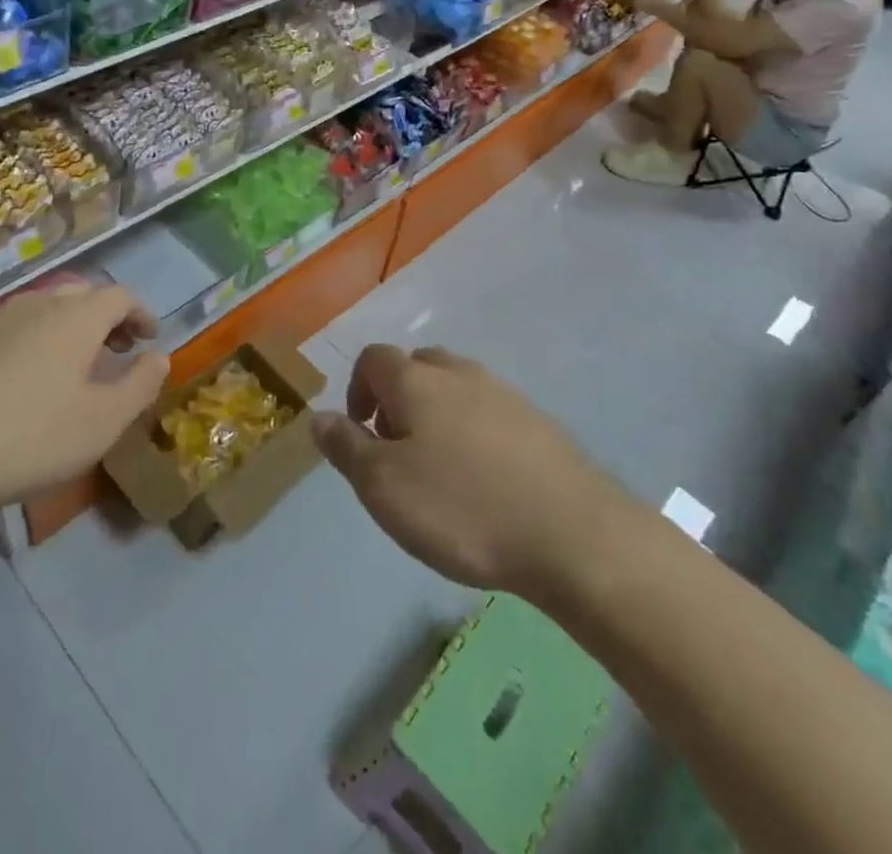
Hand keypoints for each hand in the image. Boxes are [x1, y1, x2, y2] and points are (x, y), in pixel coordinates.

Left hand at [0, 284, 167, 529]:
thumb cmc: (29, 437)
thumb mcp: (102, 423)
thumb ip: (140, 385)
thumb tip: (157, 358)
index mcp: (75, 317)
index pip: (119, 296)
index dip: (141, 313)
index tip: (150, 338)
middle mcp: (37, 305)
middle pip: (82, 296)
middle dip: (108, 318)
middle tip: (118, 350)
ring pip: (47, 310)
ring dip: (73, 329)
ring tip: (78, 367)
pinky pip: (17, 329)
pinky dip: (40, 341)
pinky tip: (31, 382)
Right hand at [313, 346, 607, 595]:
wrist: (573, 534)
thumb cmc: (462, 508)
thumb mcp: (384, 487)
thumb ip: (346, 448)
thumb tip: (318, 416)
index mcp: (416, 380)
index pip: (373, 358)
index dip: (357, 388)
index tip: (361, 431)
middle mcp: (459, 373)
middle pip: (417, 364)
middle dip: (398, 396)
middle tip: (398, 448)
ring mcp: (505, 394)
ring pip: (457, 386)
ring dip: (438, 412)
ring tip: (441, 466)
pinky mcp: (539, 422)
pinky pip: (492, 412)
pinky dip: (476, 431)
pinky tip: (486, 479)